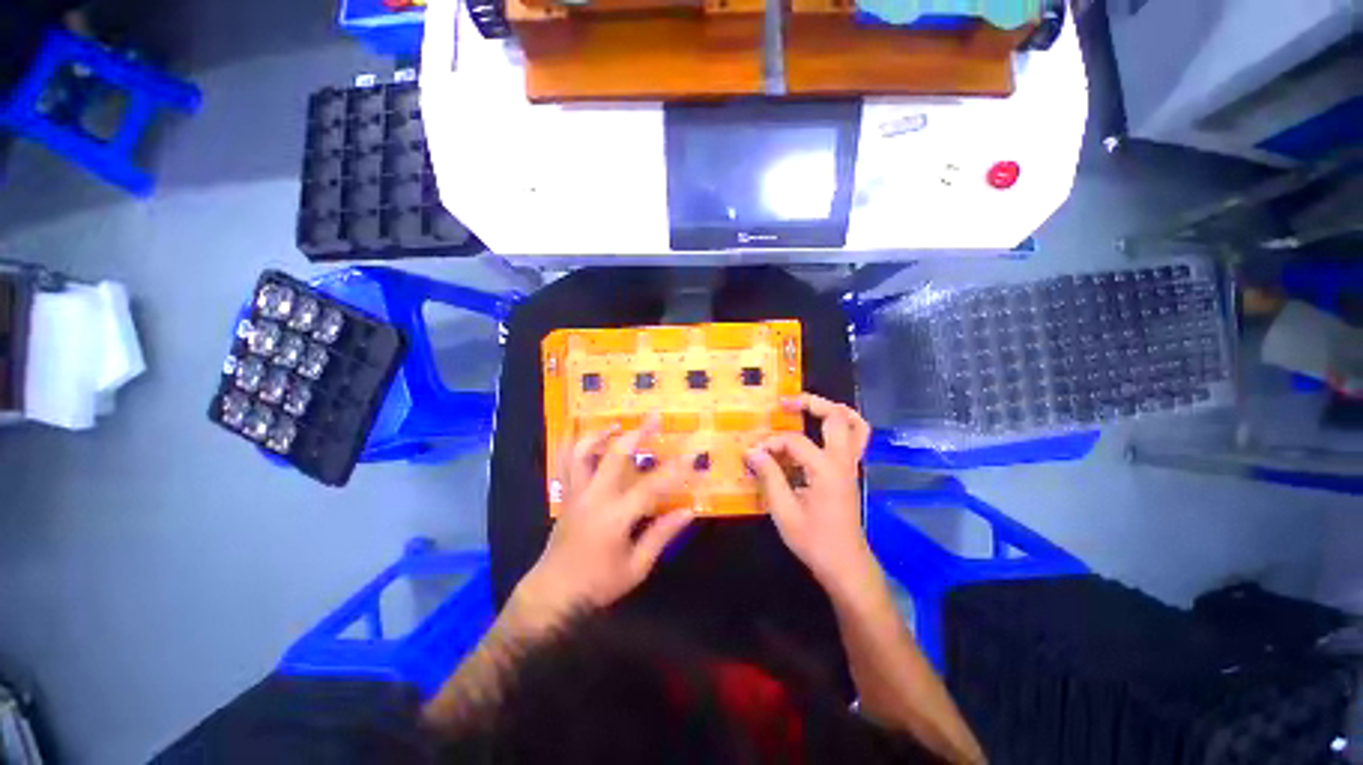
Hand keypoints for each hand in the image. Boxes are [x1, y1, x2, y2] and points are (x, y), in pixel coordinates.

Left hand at [514, 416, 698, 618]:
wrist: (552, 593)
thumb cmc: (597, 584)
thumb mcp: (635, 567)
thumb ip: (661, 534)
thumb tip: (688, 511)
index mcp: (615, 517)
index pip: (651, 486)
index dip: (674, 470)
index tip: (692, 455)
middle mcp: (594, 497)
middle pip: (616, 455)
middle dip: (638, 432)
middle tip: (655, 417)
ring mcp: (576, 492)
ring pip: (583, 452)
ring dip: (601, 433)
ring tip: (618, 424)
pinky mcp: (566, 494)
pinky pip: (566, 462)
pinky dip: (577, 446)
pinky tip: (591, 440)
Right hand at [745, 394, 876, 595]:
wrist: (846, 565)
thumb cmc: (814, 540)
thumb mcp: (784, 511)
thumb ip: (769, 477)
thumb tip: (751, 451)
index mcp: (826, 469)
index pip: (794, 442)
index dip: (771, 443)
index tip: (753, 453)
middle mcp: (843, 461)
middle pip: (837, 416)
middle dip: (811, 403)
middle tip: (785, 403)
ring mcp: (851, 465)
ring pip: (856, 425)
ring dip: (833, 410)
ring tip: (808, 407)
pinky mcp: (850, 472)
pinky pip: (855, 439)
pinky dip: (841, 426)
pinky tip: (819, 432)